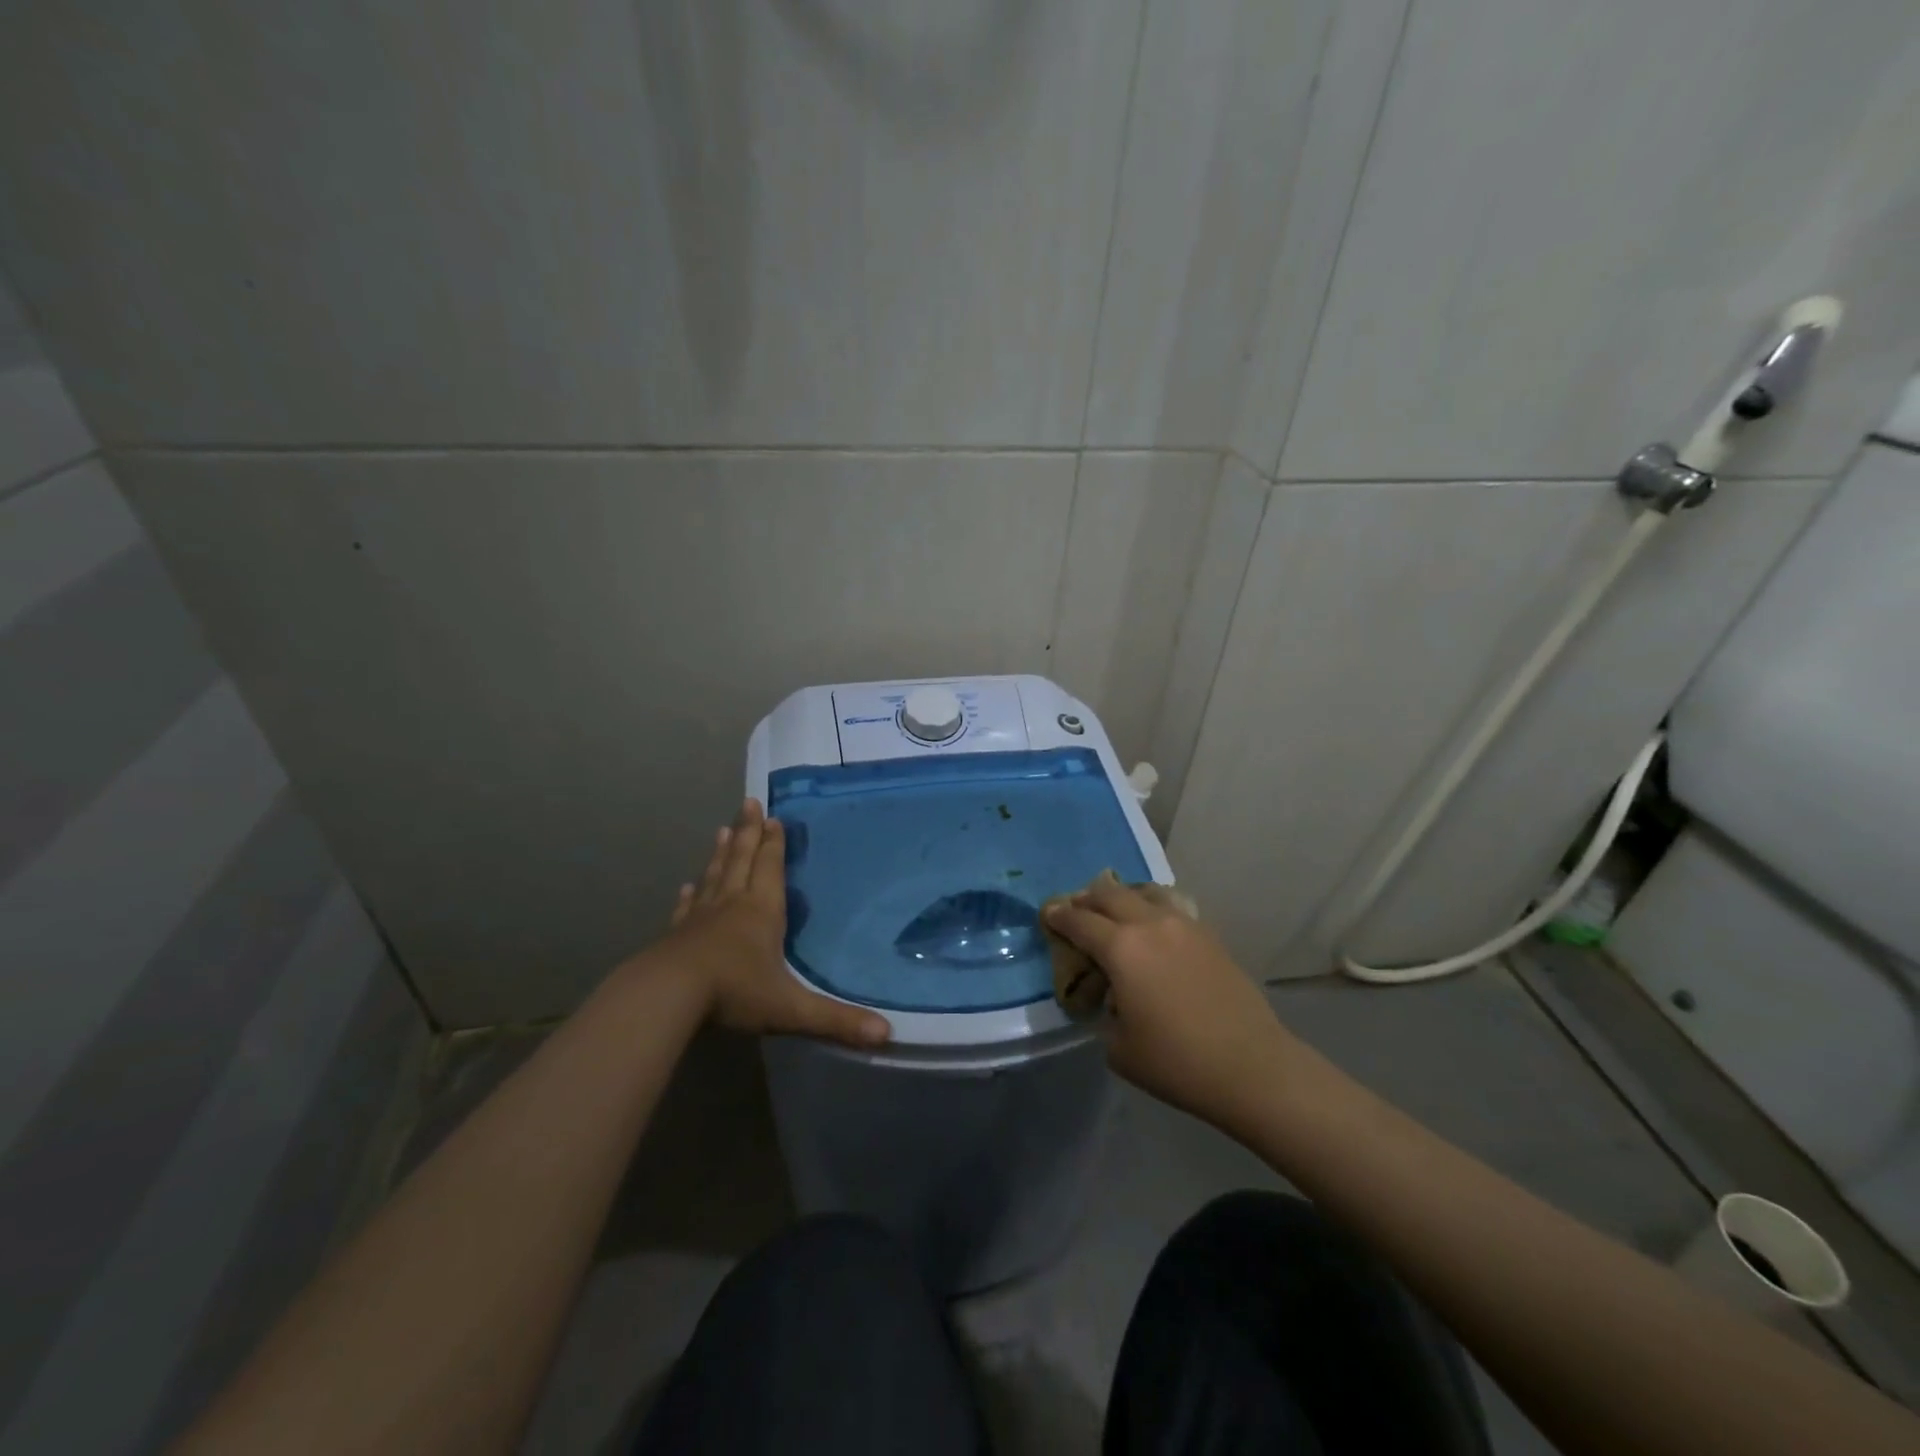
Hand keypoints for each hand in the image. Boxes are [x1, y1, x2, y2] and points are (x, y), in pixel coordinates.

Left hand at [650, 799, 889, 1049]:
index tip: (773, 818)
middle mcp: (732, 905)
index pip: (770, 869)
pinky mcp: (676, 935)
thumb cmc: (734, 992)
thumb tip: (888, 1035)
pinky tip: (686, 886)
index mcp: (762, 912)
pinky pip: (686, 907)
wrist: (667, 996)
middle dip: (747, 833)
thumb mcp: (791, 1009)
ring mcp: (700, 918)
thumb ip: (837, 1021)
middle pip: (741, 860)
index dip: (773, 844)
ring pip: (714, 876)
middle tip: (747, 803)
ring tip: (721, 830)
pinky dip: (690, 894)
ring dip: (720, 853)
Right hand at [1045, 877, 1293, 1130]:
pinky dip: (1151, 908)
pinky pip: (1170, 907)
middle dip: (1085, 899)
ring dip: (1121, 897)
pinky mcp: (1208, 935)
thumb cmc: (1176, 1062)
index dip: (1058, 916)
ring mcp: (1183, 925)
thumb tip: (1111, 996)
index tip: (1047, 913)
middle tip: (1074, 909)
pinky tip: (1151, 928)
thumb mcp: (1118, 1046)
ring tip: (1114, 912)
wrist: (1251, 1066)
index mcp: (1120, 948)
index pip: (1078, 920)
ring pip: (1143, 892)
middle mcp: (1149, 924)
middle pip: (1108, 894)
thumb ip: (1104, 1010)